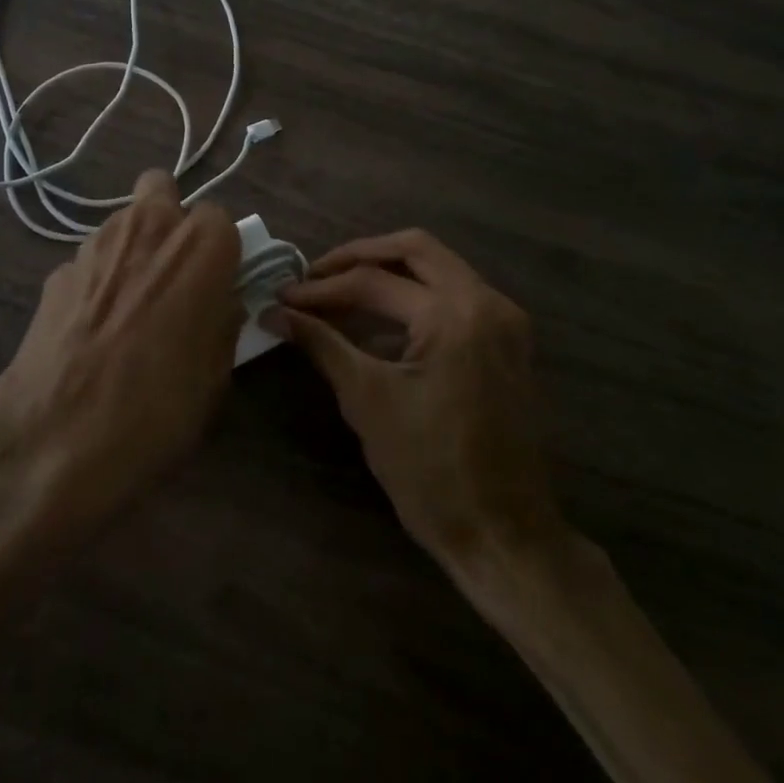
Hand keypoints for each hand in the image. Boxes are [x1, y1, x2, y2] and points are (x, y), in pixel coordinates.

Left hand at [0, 168, 243, 538]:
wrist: (58, 436)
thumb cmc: (159, 406)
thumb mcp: (216, 374)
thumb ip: (222, 321)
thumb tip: (218, 302)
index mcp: (200, 246)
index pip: (220, 219)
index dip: (219, 251)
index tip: (216, 285)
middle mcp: (146, 228)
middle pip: (161, 190)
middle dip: (170, 220)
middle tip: (173, 273)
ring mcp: (93, 245)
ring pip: (121, 223)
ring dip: (132, 248)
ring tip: (129, 306)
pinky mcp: (55, 272)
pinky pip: (88, 263)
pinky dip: (97, 282)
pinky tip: (91, 330)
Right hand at [275, 230, 561, 567]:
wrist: (503, 533)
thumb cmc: (430, 471)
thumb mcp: (367, 401)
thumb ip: (322, 344)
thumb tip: (275, 313)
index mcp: (454, 315)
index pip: (373, 282)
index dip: (321, 288)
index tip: (282, 297)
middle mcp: (487, 302)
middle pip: (415, 249)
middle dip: (359, 256)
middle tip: (314, 275)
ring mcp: (505, 320)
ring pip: (439, 267)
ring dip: (388, 272)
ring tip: (338, 289)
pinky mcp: (508, 341)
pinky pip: (455, 295)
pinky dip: (415, 295)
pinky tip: (379, 319)